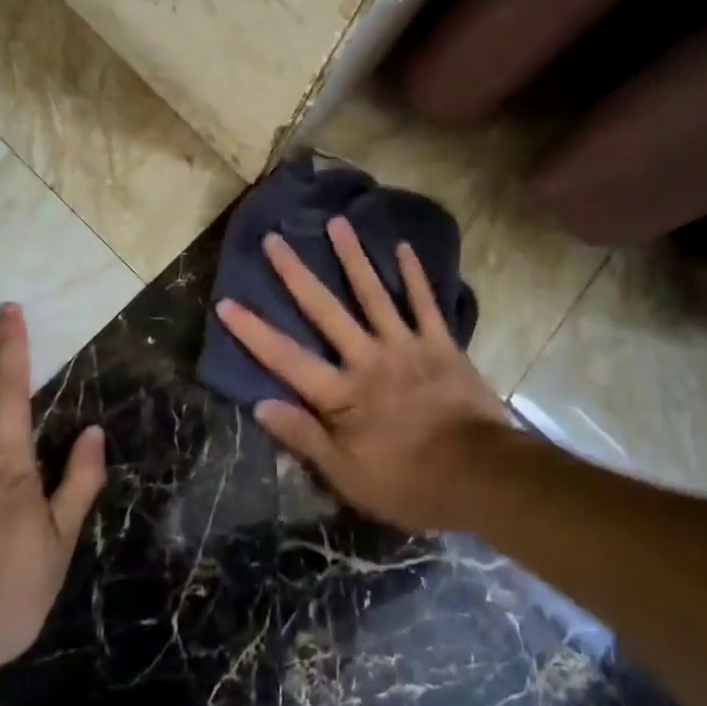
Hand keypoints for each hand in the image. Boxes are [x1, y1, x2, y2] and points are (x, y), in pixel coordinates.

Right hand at [216, 217, 512, 531]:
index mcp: (341, 393)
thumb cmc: (409, 483)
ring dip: (352, 256)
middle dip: (296, 274)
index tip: (226, 302)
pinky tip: (402, 247)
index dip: (253, 331)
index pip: (286, 358)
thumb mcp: (347, 476)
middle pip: (324, 310)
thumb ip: (304, 437)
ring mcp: (405, 345)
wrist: (480, 475)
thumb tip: (260, 405)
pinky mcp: (440, 343)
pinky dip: (414, 274)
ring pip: (372, 293)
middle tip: (275, 239)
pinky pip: (424, 302)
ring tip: (336, 223)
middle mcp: (367, 358)